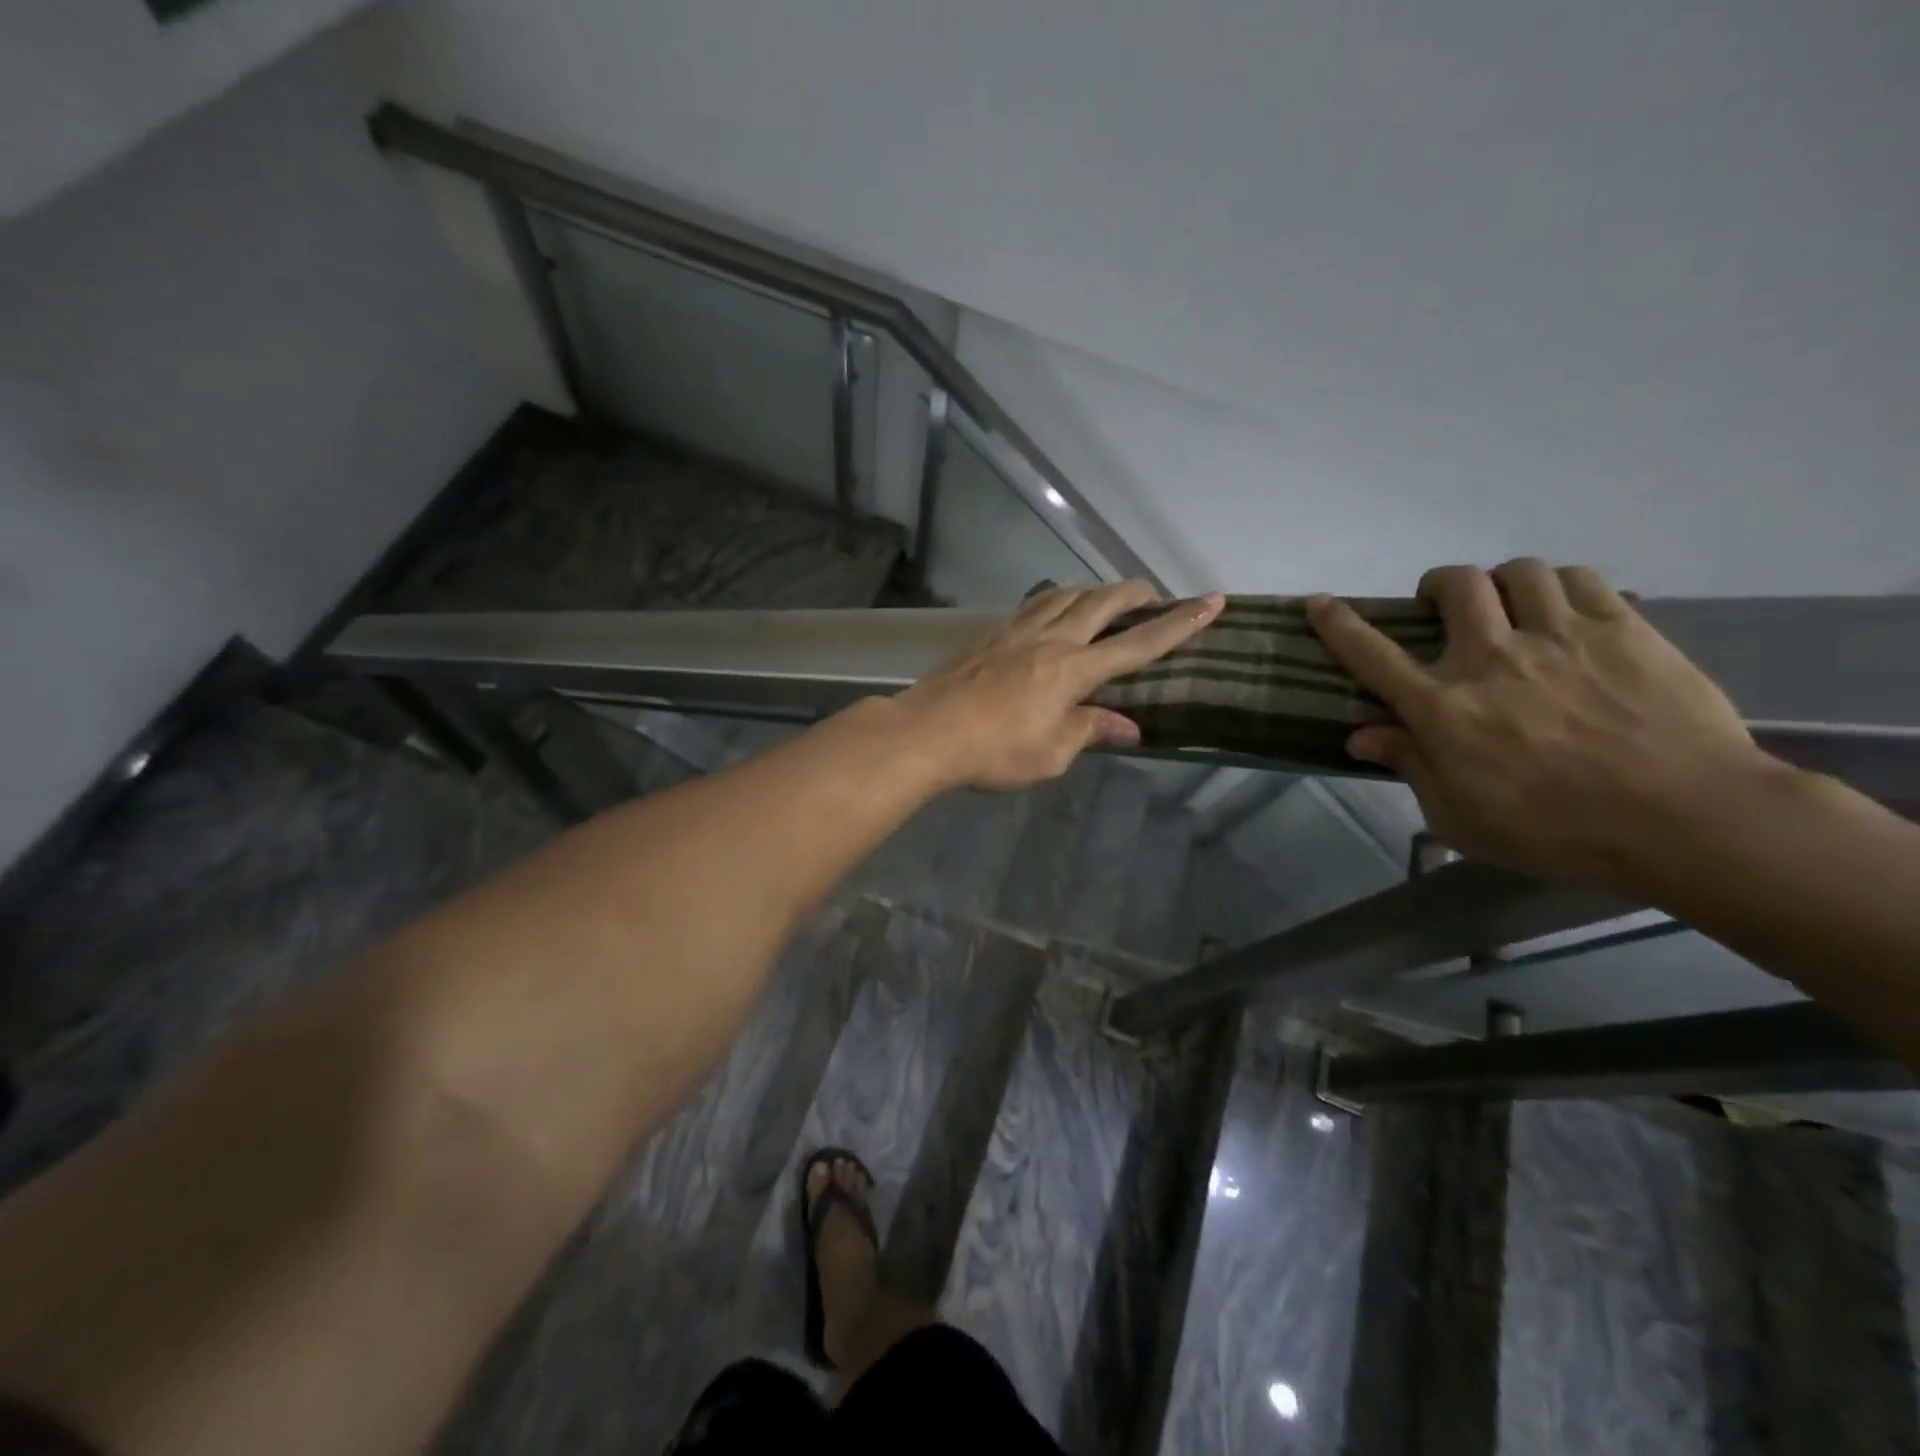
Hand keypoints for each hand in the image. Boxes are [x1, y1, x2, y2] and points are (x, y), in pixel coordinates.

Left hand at [896, 582, 1224, 791]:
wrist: (927, 732)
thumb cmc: (994, 751)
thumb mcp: (1051, 754)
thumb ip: (1090, 732)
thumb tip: (1129, 727)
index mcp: (1074, 670)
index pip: (1138, 644)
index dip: (1178, 624)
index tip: (1211, 601)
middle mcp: (1051, 639)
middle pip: (1101, 603)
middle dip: (1135, 593)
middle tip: (1154, 592)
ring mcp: (1016, 631)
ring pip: (1065, 594)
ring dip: (1094, 589)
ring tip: (1107, 594)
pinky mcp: (989, 633)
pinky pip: (1032, 603)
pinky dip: (1055, 597)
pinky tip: (1052, 604)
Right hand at [1307, 560, 1774, 890]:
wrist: (1687, 819)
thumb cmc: (1556, 830)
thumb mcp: (1460, 817)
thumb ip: (1409, 766)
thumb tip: (1360, 736)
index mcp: (1444, 707)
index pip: (1372, 654)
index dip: (1338, 623)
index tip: (1319, 602)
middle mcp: (1491, 658)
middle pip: (1454, 586)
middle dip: (1437, 586)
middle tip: (1443, 607)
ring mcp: (1560, 636)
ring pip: (1518, 572)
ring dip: (1501, 582)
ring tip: (1510, 605)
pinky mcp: (1624, 629)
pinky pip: (1581, 579)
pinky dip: (1560, 586)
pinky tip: (1565, 611)